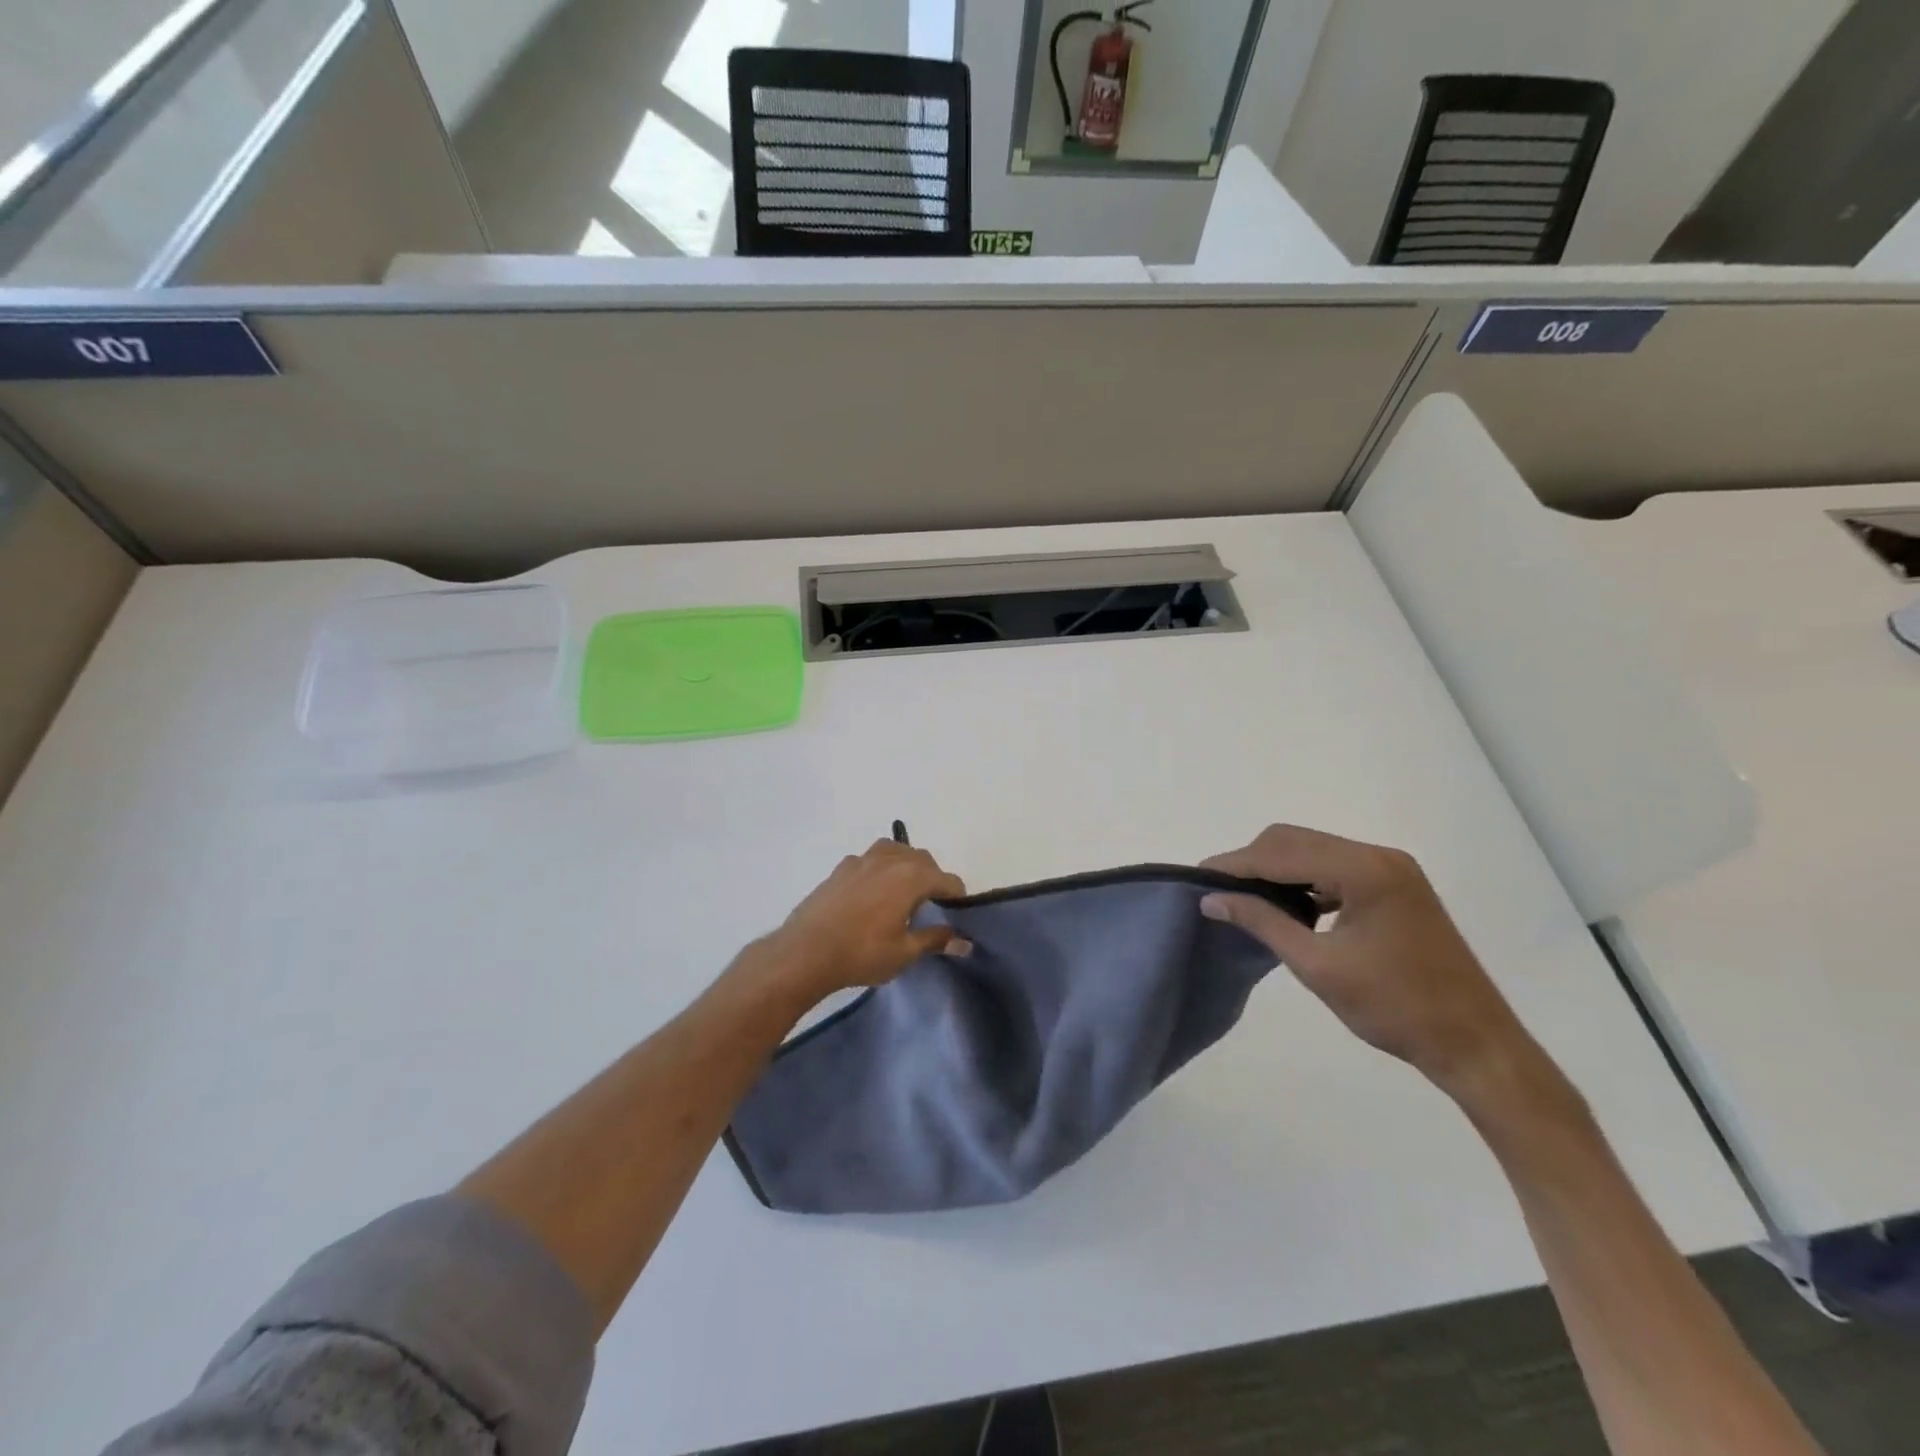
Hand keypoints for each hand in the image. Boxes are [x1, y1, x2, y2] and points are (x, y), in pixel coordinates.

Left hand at [762, 840, 967, 999]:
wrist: (805, 952)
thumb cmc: (861, 953)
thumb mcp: (904, 953)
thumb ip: (936, 940)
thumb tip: (964, 942)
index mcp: (911, 877)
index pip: (947, 880)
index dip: (957, 897)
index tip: (957, 916)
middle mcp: (889, 859)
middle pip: (923, 860)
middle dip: (933, 878)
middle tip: (932, 907)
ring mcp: (862, 860)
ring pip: (895, 851)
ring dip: (906, 866)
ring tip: (903, 893)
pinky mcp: (840, 868)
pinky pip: (870, 859)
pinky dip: (880, 869)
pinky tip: (872, 893)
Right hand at [1201, 825, 1534, 1099]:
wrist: (1474, 1043)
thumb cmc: (1394, 1008)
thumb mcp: (1318, 966)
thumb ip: (1262, 922)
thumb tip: (1211, 899)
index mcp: (1364, 870)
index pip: (1281, 853)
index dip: (1235, 864)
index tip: (1197, 877)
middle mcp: (1378, 856)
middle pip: (1296, 840)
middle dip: (1252, 861)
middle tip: (1217, 890)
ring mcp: (1391, 869)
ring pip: (1314, 850)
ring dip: (1277, 868)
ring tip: (1244, 897)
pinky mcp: (1396, 885)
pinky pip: (1335, 867)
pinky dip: (1304, 879)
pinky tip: (1287, 905)